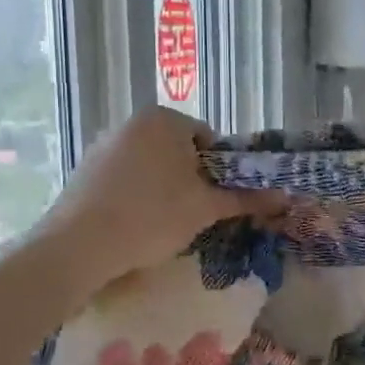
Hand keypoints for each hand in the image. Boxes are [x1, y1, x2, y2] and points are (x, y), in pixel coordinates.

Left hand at [36, 109, 283, 284]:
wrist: (79, 245)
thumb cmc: (153, 216)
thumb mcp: (206, 209)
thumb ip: (245, 199)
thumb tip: (285, 197)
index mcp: (165, 119)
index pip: (207, 138)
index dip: (218, 170)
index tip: (215, 199)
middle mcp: (132, 122)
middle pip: (177, 149)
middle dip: (189, 178)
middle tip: (194, 213)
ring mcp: (103, 144)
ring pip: (149, 164)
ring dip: (162, 187)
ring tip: (163, 223)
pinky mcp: (84, 169)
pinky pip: (123, 178)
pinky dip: (134, 195)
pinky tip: (133, 224)